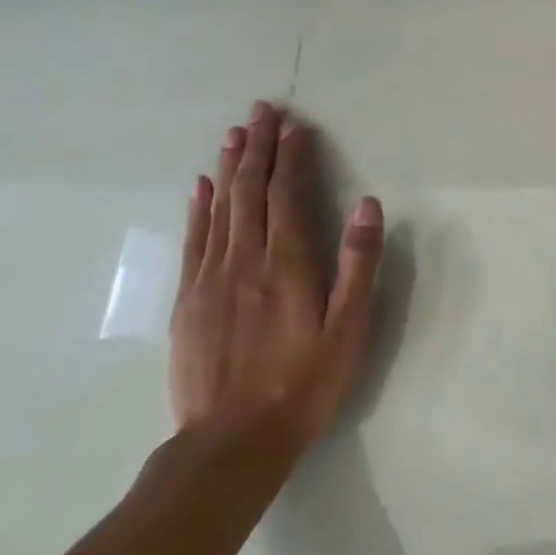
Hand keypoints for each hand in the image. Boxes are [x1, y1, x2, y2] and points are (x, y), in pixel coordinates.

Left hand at [169, 101, 383, 459]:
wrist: (231, 445)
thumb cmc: (303, 383)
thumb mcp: (348, 327)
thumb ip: (358, 263)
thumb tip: (367, 204)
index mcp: (287, 263)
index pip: (288, 194)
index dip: (292, 156)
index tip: (296, 124)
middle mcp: (245, 260)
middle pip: (250, 191)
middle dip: (258, 147)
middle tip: (261, 109)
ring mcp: (211, 279)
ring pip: (220, 208)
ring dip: (229, 166)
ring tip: (236, 133)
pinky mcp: (188, 301)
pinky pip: (194, 241)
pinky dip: (198, 208)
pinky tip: (201, 185)